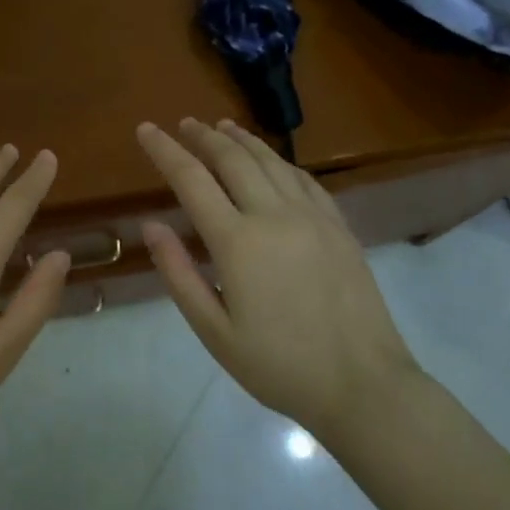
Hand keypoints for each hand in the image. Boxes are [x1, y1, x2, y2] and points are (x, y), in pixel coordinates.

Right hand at [136, 119, 417, 444]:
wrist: (364, 386)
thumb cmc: (278, 365)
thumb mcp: (213, 330)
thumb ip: (178, 273)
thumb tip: (151, 225)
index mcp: (238, 242)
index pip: (191, 180)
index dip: (165, 150)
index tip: (145, 128)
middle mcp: (274, 216)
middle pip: (233, 160)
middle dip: (203, 137)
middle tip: (184, 123)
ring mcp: (312, 217)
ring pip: (271, 162)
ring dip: (241, 140)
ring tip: (221, 126)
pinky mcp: (339, 227)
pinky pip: (304, 179)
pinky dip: (279, 161)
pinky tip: (272, 160)